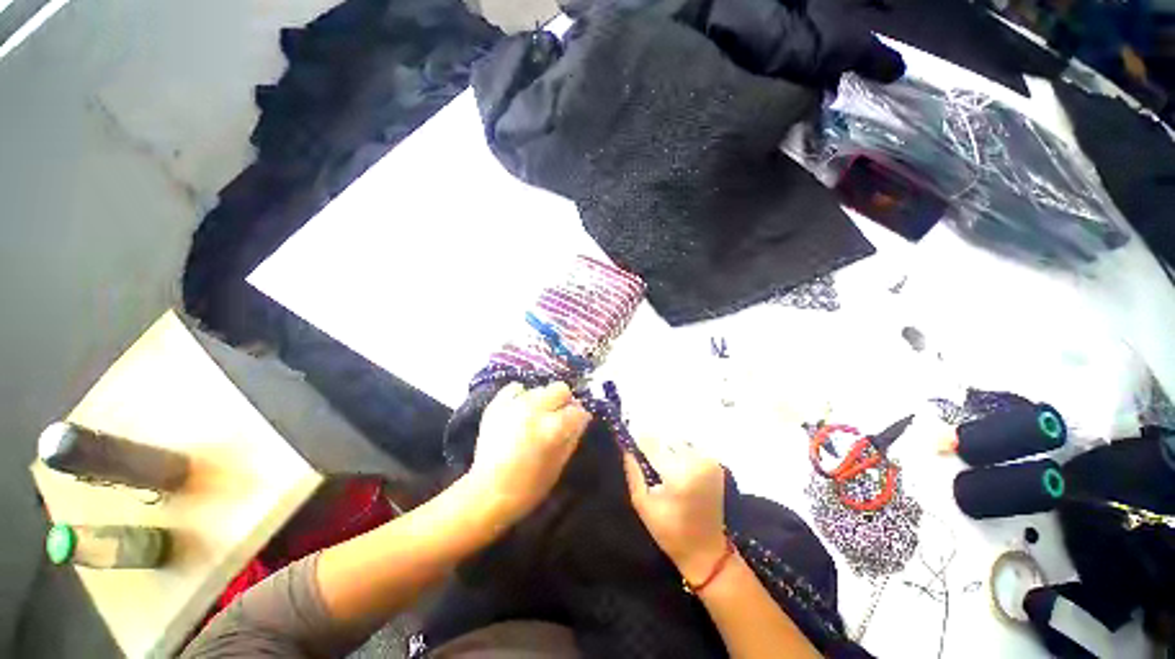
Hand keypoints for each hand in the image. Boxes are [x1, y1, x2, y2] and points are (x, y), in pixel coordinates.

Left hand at [469, 382, 590, 523]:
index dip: (580, 418)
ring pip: (540, 388)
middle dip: (564, 402)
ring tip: (537, 417)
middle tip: (559, 417)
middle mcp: (534, 410)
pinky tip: (520, 410)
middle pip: (561, 389)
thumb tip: (581, 419)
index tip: (577, 424)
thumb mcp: (558, 465)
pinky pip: (515, 388)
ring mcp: (514, 405)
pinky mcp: (496, 405)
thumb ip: (573, 437)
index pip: (577, 411)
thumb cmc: (528, 487)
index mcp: (551, 428)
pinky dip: (521, 396)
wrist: (486, 494)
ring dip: (544, 401)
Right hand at [622, 436, 728, 584]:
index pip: (653, 445)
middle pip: (667, 440)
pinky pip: (692, 448)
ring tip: (661, 461)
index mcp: (678, 476)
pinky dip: (681, 452)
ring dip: (668, 447)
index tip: (630, 436)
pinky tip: (676, 465)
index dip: (640, 439)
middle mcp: (696, 464)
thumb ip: (634, 473)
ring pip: (680, 441)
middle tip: (646, 455)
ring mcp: (709, 463)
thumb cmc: (670, 531)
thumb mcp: (643, 505)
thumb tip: (626, 448)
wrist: (706, 550)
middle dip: (655, 444)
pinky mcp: (716, 465)